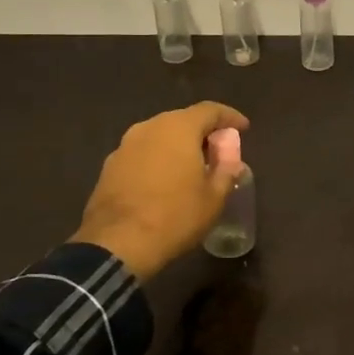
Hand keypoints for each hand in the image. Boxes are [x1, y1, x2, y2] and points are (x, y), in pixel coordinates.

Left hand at [72, 101, 249, 279]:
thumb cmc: (175, 216)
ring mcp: (125, 145)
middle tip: (218, 151)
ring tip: (192, 167)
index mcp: (179, 128)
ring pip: (159, 136)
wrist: (117, 244)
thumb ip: (226, 169)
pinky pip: (142, 153)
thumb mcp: (214, 197)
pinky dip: (158, 159)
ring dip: (178, 146)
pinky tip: (164, 181)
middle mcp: (149, 127)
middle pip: (182, 120)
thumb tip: (230, 157)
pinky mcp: (109, 166)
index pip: (210, 110)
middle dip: (203, 132)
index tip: (243, 128)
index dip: (230, 117)